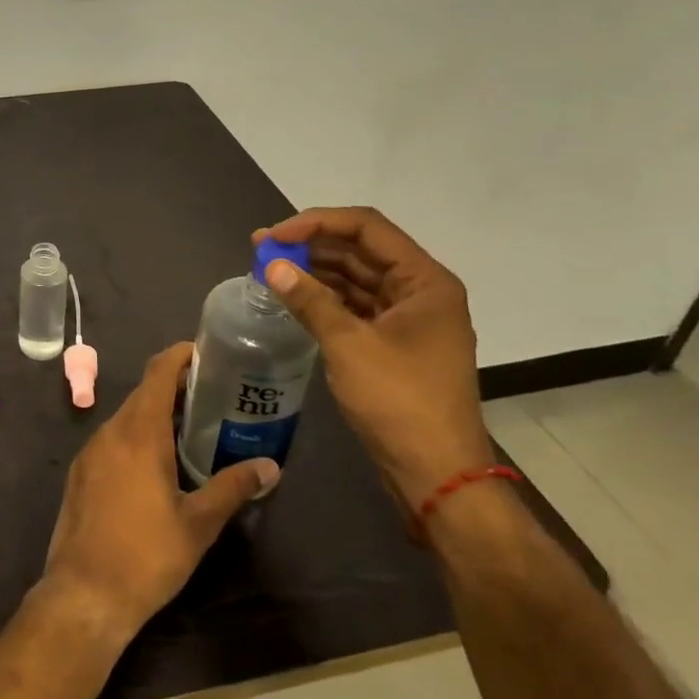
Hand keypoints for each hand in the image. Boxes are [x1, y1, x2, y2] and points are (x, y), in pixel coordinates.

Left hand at [40, 343, 278, 645]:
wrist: (84, 594)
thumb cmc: (147, 556)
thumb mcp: (198, 524)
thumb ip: (232, 488)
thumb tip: (270, 467)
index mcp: (139, 433)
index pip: (158, 373)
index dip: (180, 356)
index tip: (206, 353)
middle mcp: (111, 431)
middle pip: (144, 392)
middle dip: (175, 387)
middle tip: (213, 396)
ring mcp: (91, 451)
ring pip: (127, 416)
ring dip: (156, 413)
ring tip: (192, 429)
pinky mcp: (80, 472)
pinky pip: (113, 439)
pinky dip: (136, 435)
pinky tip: (157, 463)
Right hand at [254, 208, 491, 509]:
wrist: (437, 475)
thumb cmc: (399, 403)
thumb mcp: (349, 345)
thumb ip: (309, 299)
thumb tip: (271, 266)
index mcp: (425, 281)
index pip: (367, 227)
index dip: (317, 223)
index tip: (275, 236)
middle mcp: (421, 291)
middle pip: (361, 249)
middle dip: (311, 245)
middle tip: (262, 248)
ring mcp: (409, 318)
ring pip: (356, 277)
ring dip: (315, 270)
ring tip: (270, 269)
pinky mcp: (395, 342)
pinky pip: (356, 305)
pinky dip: (325, 297)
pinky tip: (293, 296)